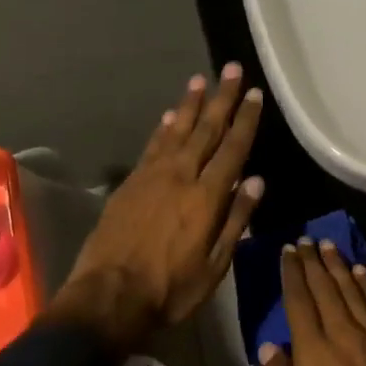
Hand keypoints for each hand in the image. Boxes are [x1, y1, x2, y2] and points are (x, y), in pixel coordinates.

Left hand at [57, 64, 264, 352]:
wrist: (109, 296)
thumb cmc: (170, 289)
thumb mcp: (215, 266)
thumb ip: (236, 220)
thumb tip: (256, 181)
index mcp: (207, 197)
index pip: (233, 149)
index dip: (245, 120)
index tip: (254, 94)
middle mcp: (181, 176)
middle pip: (206, 130)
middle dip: (222, 98)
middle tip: (231, 69)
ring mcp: (152, 176)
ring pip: (177, 131)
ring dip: (191, 104)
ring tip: (201, 80)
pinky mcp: (131, 182)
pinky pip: (153, 146)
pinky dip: (164, 127)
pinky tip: (171, 115)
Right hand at [262, 240, 365, 365]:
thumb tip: (271, 346)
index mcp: (313, 352)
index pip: (298, 301)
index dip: (292, 273)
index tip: (287, 251)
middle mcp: (342, 333)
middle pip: (324, 287)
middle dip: (312, 261)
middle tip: (305, 240)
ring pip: (352, 289)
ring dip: (338, 265)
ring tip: (327, 245)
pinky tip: (360, 270)